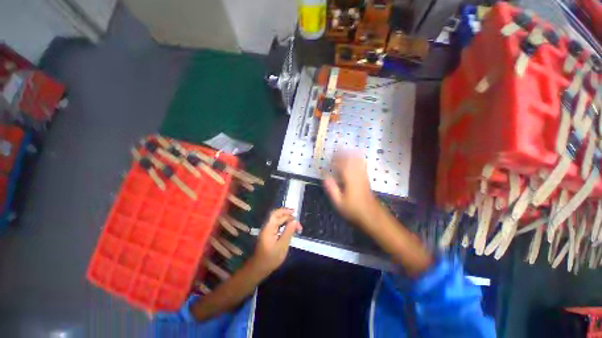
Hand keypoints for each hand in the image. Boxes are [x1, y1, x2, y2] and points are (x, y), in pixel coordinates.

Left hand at [252, 208, 301, 273]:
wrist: (259, 268)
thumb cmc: (271, 258)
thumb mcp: (282, 246)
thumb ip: (288, 232)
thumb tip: (295, 221)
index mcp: (269, 228)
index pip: (277, 214)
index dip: (286, 211)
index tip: (295, 212)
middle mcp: (267, 227)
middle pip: (277, 216)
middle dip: (287, 216)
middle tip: (297, 221)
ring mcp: (267, 231)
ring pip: (277, 221)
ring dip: (286, 220)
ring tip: (295, 225)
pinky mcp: (269, 235)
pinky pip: (277, 226)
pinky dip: (284, 225)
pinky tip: (289, 229)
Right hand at [323, 152, 379, 225]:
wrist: (371, 215)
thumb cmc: (353, 209)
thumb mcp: (339, 202)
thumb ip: (332, 189)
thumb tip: (325, 177)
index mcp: (349, 179)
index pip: (341, 165)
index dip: (335, 160)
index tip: (329, 158)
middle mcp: (357, 174)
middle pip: (350, 159)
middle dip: (342, 154)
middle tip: (335, 152)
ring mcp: (363, 175)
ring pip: (357, 160)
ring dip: (350, 154)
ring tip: (343, 151)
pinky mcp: (366, 178)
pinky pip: (362, 164)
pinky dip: (358, 158)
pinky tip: (355, 156)